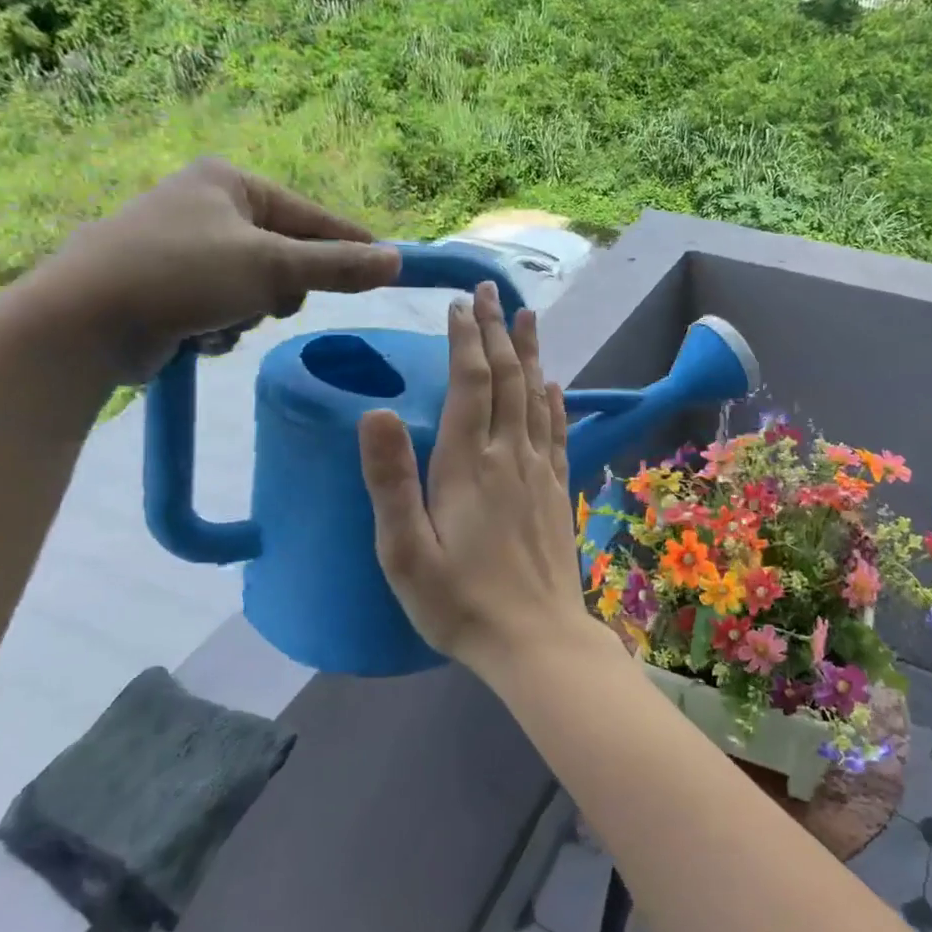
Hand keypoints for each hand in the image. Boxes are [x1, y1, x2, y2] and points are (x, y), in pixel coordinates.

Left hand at [27, 158, 400, 381]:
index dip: (351, 245)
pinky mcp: (168, 286)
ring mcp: (184, 246)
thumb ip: (338, 266)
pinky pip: (226, 307)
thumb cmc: (183, 275)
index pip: (312, 216)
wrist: (83, 321)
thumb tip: (396, 262)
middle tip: (269, 301)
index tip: (389, 268)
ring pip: (258, 288)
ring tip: (222, 319)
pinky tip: (199, 334)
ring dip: (250, 312)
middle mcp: (207, 206)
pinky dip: (223, 326)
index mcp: (230, 183)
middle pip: (286, 256)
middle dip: (281, 288)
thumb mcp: (273, 267)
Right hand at [359, 281, 596, 675]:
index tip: (460, 305)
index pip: (469, 384)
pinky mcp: (557, 492)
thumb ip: (390, 481)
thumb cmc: (460, 604)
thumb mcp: (405, 552)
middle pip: (507, 379)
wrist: (537, 641)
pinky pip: (557, 431)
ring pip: (536, 396)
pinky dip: (554, 400)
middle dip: (497, 331)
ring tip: (527, 316)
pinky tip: (554, 384)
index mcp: (467, 465)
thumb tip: (374, 411)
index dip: (465, 341)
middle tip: (491, 290)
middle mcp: (509, 456)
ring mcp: (539, 472)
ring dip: (530, 352)